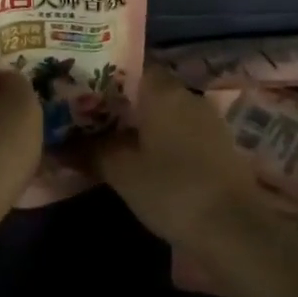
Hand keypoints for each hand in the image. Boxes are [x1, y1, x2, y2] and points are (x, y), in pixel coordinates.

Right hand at [91, 66, 263, 250]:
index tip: (84, 90)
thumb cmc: (172, 190)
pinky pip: (183, 130)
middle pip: (148, 88)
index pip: (129, 66)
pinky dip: (165, 138)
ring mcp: (207, 119)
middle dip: (123, 102)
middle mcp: (185, 94)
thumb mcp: (122, 172)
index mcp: (161, 90)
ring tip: (116, 139)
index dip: (105, 76)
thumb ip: (92, 152)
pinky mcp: (220, 144)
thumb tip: (61, 144)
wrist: (235, 230)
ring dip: (145, 122)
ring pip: (166, 110)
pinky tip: (149, 159)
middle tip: (94, 117)